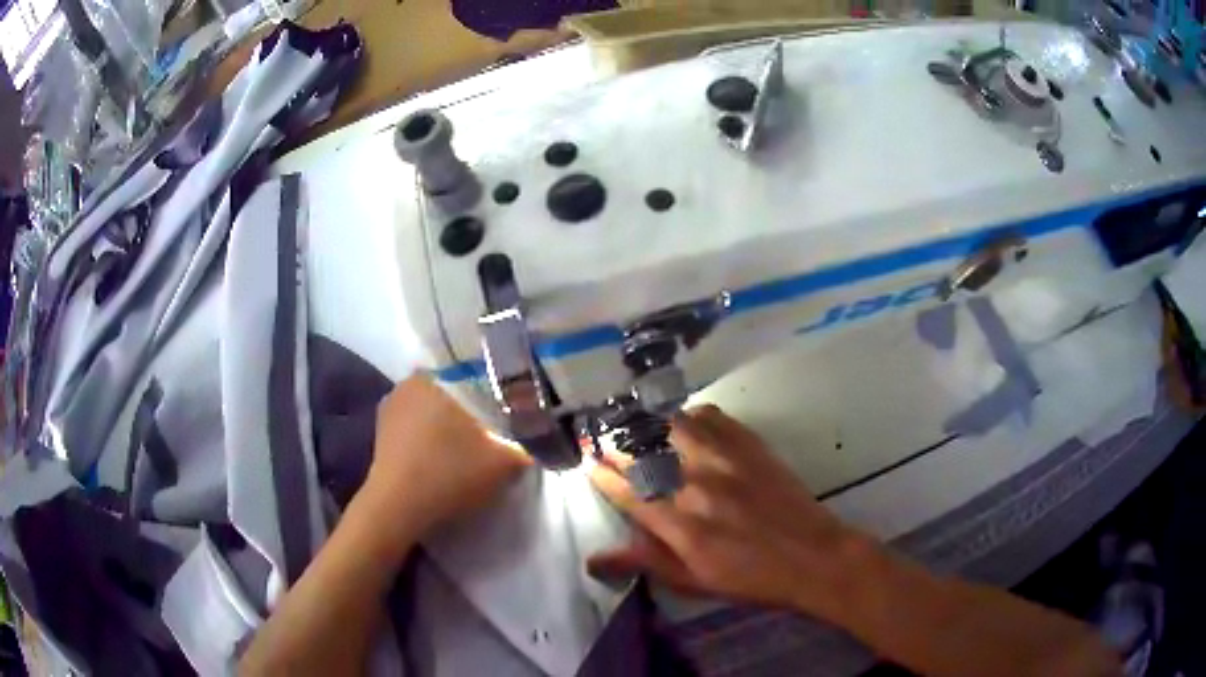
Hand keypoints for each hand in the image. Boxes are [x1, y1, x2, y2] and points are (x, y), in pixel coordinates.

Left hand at [358, 374, 530, 553]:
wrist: (397, 509)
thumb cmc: (449, 473)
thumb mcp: (505, 461)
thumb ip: (526, 444)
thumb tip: (536, 439)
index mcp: (435, 376)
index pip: (475, 372)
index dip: (497, 389)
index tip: (513, 409)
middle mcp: (408, 382)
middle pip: (453, 390)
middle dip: (473, 407)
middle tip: (496, 429)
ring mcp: (390, 408)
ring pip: (433, 409)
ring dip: (450, 424)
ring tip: (471, 446)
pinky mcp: (381, 433)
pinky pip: (416, 427)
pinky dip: (431, 438)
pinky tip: (444, 458)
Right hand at [588, 404, 871, 619]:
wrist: (812, 556)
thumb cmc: (750, 577)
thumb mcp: (693, 582)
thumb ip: (644, 562)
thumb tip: (593, 559)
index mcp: (681, 524)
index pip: (627, 491)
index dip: (603, 475)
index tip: (590, 464)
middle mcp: (697, 485)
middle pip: (643, 452)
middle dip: (616, 445)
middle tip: (605, 441)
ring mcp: (725, 459)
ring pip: (671, 426)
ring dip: (648, 425)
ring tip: (637, 427)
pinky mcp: (750, 445)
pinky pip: (710, 416)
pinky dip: (689, 416)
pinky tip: (684, 423)